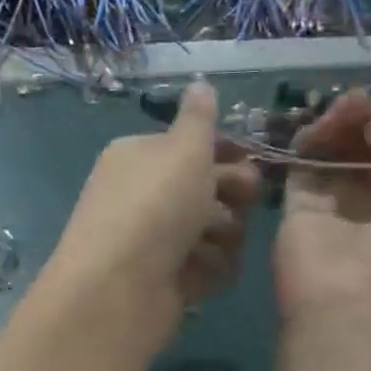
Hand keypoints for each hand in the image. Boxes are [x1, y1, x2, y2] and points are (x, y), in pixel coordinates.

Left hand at [43, 80, 262, 356]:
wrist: (117, 289)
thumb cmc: (154, 207)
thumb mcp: (182, 150)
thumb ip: (199, 118)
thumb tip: (200, 81)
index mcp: (138, 156)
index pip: (191, 146)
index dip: (226, 151)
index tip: (254, 157)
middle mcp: (143, 195)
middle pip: (207, 188)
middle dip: (231, 193)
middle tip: (244, 200)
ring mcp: (153, 240)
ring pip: (213, 230)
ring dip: (222, 236)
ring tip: (207, 244)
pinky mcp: (165, 280)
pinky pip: (206, 267)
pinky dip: (209, 270)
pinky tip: (199, 275)